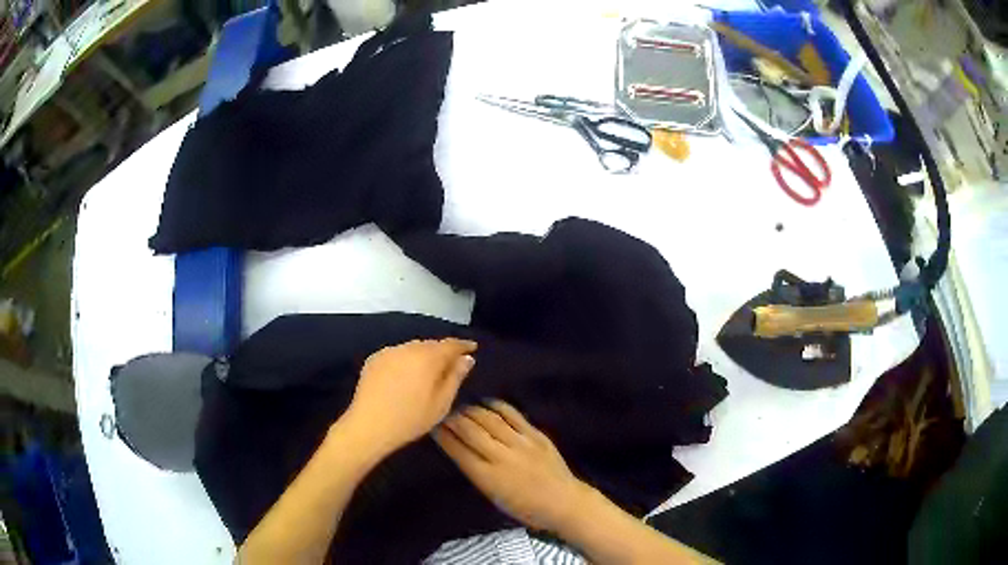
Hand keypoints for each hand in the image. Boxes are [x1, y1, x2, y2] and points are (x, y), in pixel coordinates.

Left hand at [345, 338, 476, 453]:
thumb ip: (455, 377)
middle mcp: (408, 348)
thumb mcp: (441, 403)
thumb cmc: (410, 419)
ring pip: (412, 348)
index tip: (472, 348)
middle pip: (430, 344)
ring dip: (422, 355)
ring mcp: (388, 352)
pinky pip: (396, 354)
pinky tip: (405, 375)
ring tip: (427, 370)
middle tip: (450, 364)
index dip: (463, 345)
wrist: (369, 425)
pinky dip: (405, 360)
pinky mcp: (373, 359)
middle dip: (442, 351)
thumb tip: (466, 358)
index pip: (450, 344)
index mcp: (428, 358)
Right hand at [434, 401, 591, 532]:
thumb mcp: (492, 495)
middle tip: (443, 412)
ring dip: (472, 411)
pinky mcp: (536, 435)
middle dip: (452, 419)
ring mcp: (520, 443)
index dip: (442, 435)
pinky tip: (487, 403)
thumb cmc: (524, 507)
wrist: (562, 502)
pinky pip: (512, 415)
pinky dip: (497, 406)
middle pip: (470, 430)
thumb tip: (459, 449)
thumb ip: (475, 471)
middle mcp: (501, 456)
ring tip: (462, 408)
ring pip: (489, 419)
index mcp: (487, 476)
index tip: (432, 425)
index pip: (457, 449)